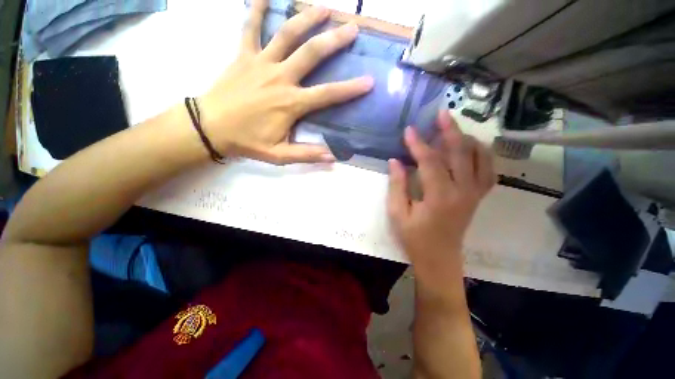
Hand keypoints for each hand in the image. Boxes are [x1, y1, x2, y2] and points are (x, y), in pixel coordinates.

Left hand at [199, 0, 372, 164]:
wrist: (210, 128)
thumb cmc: (248, 142)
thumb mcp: (280, 155)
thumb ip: (307, 155)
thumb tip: (333, 158)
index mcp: (291, 103)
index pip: (328, 94)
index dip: (350, 89)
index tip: (369, 81)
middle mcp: (280, 77)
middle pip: (312, 53)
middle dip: (334, 39)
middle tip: (352, 27)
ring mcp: (261, 62)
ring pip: (287, 33)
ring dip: (307, 17)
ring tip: (324, 7)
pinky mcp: (243, 55)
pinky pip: (250, 26)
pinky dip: (257, 7)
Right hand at [387, 111, 495, 294]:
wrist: (439, 259)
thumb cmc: (414, 238)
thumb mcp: (397, 213)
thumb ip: (396, 185)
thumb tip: (395, 161)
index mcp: (439, 197)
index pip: (430, 162)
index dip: (418, 144)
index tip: (408, 131)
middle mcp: (463, 192)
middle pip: (461, 153)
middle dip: (450, 131)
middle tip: (441, 114)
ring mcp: (474, 194)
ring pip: (480, 158)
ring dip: (467, 139)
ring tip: (454, 128)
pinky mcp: (477, 198)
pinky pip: (487, 171)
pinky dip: (482, 155)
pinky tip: (471, 148)